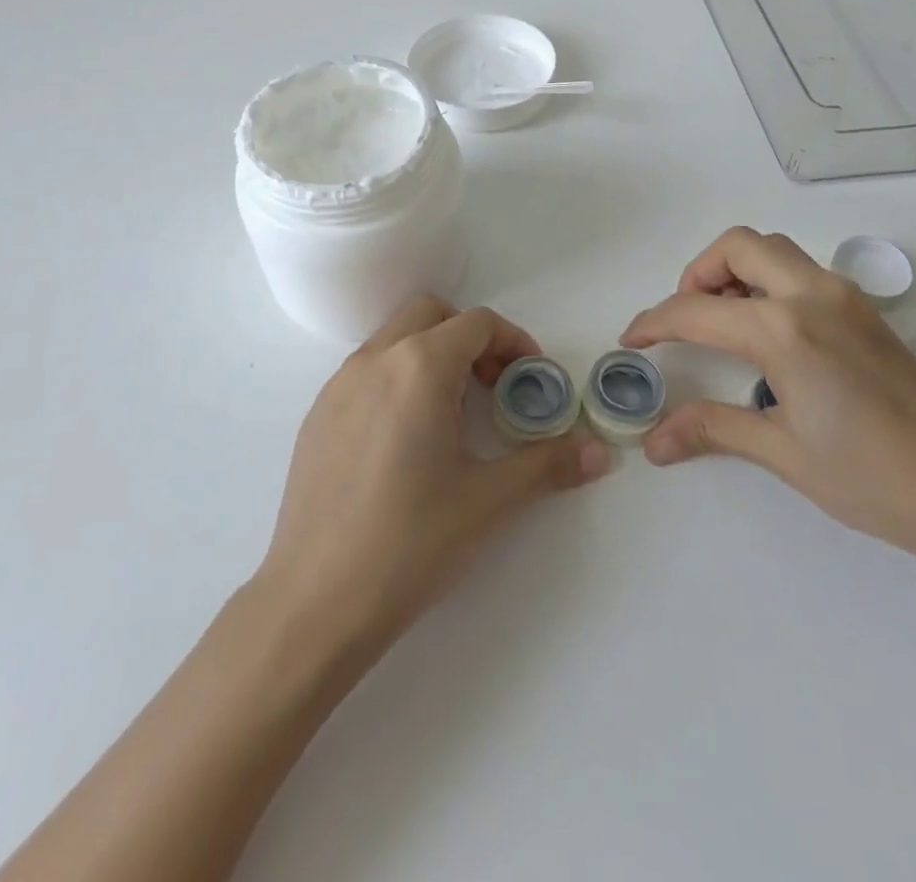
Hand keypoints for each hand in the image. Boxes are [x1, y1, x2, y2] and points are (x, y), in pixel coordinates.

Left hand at [259, 296, 609, 648]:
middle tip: (492, 387)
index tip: (530, 379)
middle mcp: (375, 360)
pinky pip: (366, 371)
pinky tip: (405, 441)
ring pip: (394, 339)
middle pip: (430, 313)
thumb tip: (600, 453)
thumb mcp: (488, 501)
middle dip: (469, 337)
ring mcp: (338, 385)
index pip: (477, 323)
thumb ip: (548, 464)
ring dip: (430, 355)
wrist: (315, 602)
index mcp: (419, 366)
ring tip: (451, 415)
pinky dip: (396, 378)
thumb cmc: (411, 543)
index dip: (513, 342)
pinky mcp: (316, 415)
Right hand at [622, 227, 915, 587]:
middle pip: (738, 246)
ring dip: (736, 271)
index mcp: (785, 329)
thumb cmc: (879, 479)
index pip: (695, 312)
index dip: (653, 323)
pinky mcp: (868, 313)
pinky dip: (769, 283)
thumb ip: (714, 430)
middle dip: (697, 273)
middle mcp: (813, 295)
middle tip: (685, 318)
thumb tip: (654, 442)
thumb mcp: (786, 454)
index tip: (630, 340)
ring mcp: (847, 298)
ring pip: (775, 251)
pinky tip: (770, 337)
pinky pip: (803, 272)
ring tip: (722, 323)